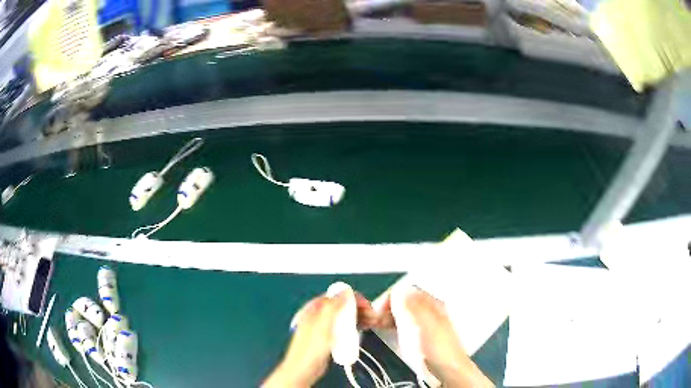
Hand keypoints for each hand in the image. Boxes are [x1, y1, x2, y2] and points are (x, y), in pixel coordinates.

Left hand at [262, 291, 376, 387]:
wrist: (304, 370)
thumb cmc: (311, 348)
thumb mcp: (323, 325)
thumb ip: (333, 306)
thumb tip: (344, 289)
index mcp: (315, 307)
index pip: (338, 295)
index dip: (355, 299)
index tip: (368, 307)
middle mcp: (318, 314)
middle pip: (343, 305)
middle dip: (359, 308)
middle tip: (373, 317)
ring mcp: (323, 326)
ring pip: (344, 316)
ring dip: (358, 317)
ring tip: (371, 323)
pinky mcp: (328, 336)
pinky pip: (343, 327)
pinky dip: (353, 326)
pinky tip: (361, 330)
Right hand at [378, 287, 493, 387]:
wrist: (448, 369)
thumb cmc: (439, 347)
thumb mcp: (427, 325)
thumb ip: (414, 307)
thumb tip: (399, 289)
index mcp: (432, 304)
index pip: (407, 291)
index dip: (391, 298)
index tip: (379, 310)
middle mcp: (427, 310)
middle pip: (403, 301)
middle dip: (387, 307)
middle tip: (375, 319)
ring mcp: (422, 322)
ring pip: (401, 312)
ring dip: (387, 315)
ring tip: (376, 324)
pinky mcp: (418, 334)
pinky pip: (402, 323)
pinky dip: (391, 323)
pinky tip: (385, 329)